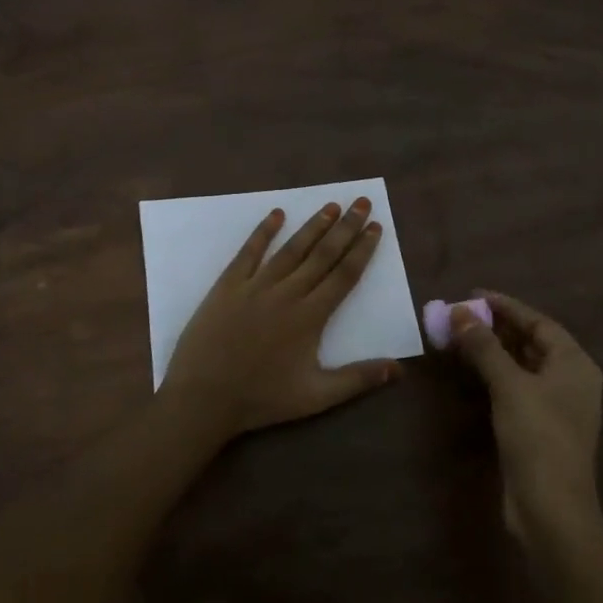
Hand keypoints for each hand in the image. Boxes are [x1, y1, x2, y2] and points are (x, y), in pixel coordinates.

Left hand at [161, 197, 398, 439]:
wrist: (203, 397)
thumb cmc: (261, 399)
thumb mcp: (316, 397)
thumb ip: (358, 379)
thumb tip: (400, 369)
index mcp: (310, 317)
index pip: (344, 275)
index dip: (362, 250)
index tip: (376, 227)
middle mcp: (287, 293)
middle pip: (322, 254)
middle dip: (345, 227)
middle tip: (362, 203)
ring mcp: (255, 286)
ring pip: (291, 249)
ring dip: (313, 225)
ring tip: (331, 205)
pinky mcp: (228, 285)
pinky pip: (249, 252)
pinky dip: (263, 232)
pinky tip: (276, 214)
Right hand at [448, 291, 602, 543]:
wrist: (551, 508)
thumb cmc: (537, 437)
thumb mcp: (509, 385)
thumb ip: (484, 346)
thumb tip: (458, 312)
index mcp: (575, 363)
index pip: (538, 322)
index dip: (506, 306)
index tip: (472, 295)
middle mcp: (571, 380)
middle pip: (532, 342)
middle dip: (496, 327)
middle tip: (461, 316)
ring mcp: (557, 406)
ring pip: (523, 366)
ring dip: (493, 350)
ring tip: (461, 337)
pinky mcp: (541, 428)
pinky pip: (517, 387)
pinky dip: (496, 375)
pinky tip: (473, 372)